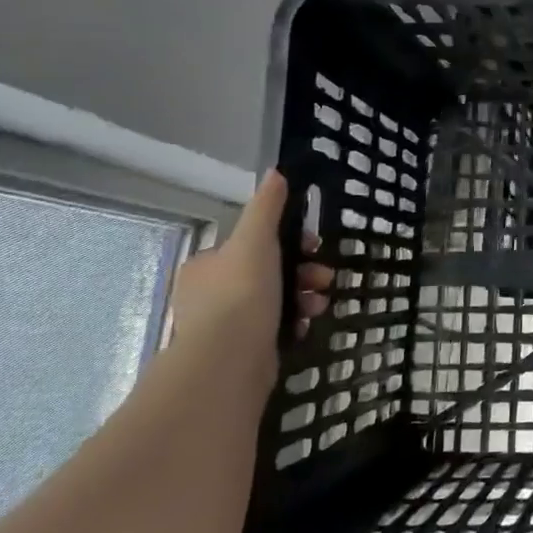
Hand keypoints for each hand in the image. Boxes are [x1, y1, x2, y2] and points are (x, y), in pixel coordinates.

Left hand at [166, 172, 332, 385]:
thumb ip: (267, 207)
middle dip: (303, 272)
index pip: (252, 244)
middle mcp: (208, 294)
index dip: (288, 241)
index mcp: (207, 265)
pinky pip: (274, 328)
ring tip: (320, 305)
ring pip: (275, 300)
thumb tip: (277, 172)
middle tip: (325, 278)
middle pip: (268, 272)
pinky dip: (293, 323)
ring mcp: (223, 326)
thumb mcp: (256, 240)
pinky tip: (304, 326)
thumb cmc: (242, 292)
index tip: (314, 246)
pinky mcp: (240, 352)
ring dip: (304, 297)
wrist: (229, 360)